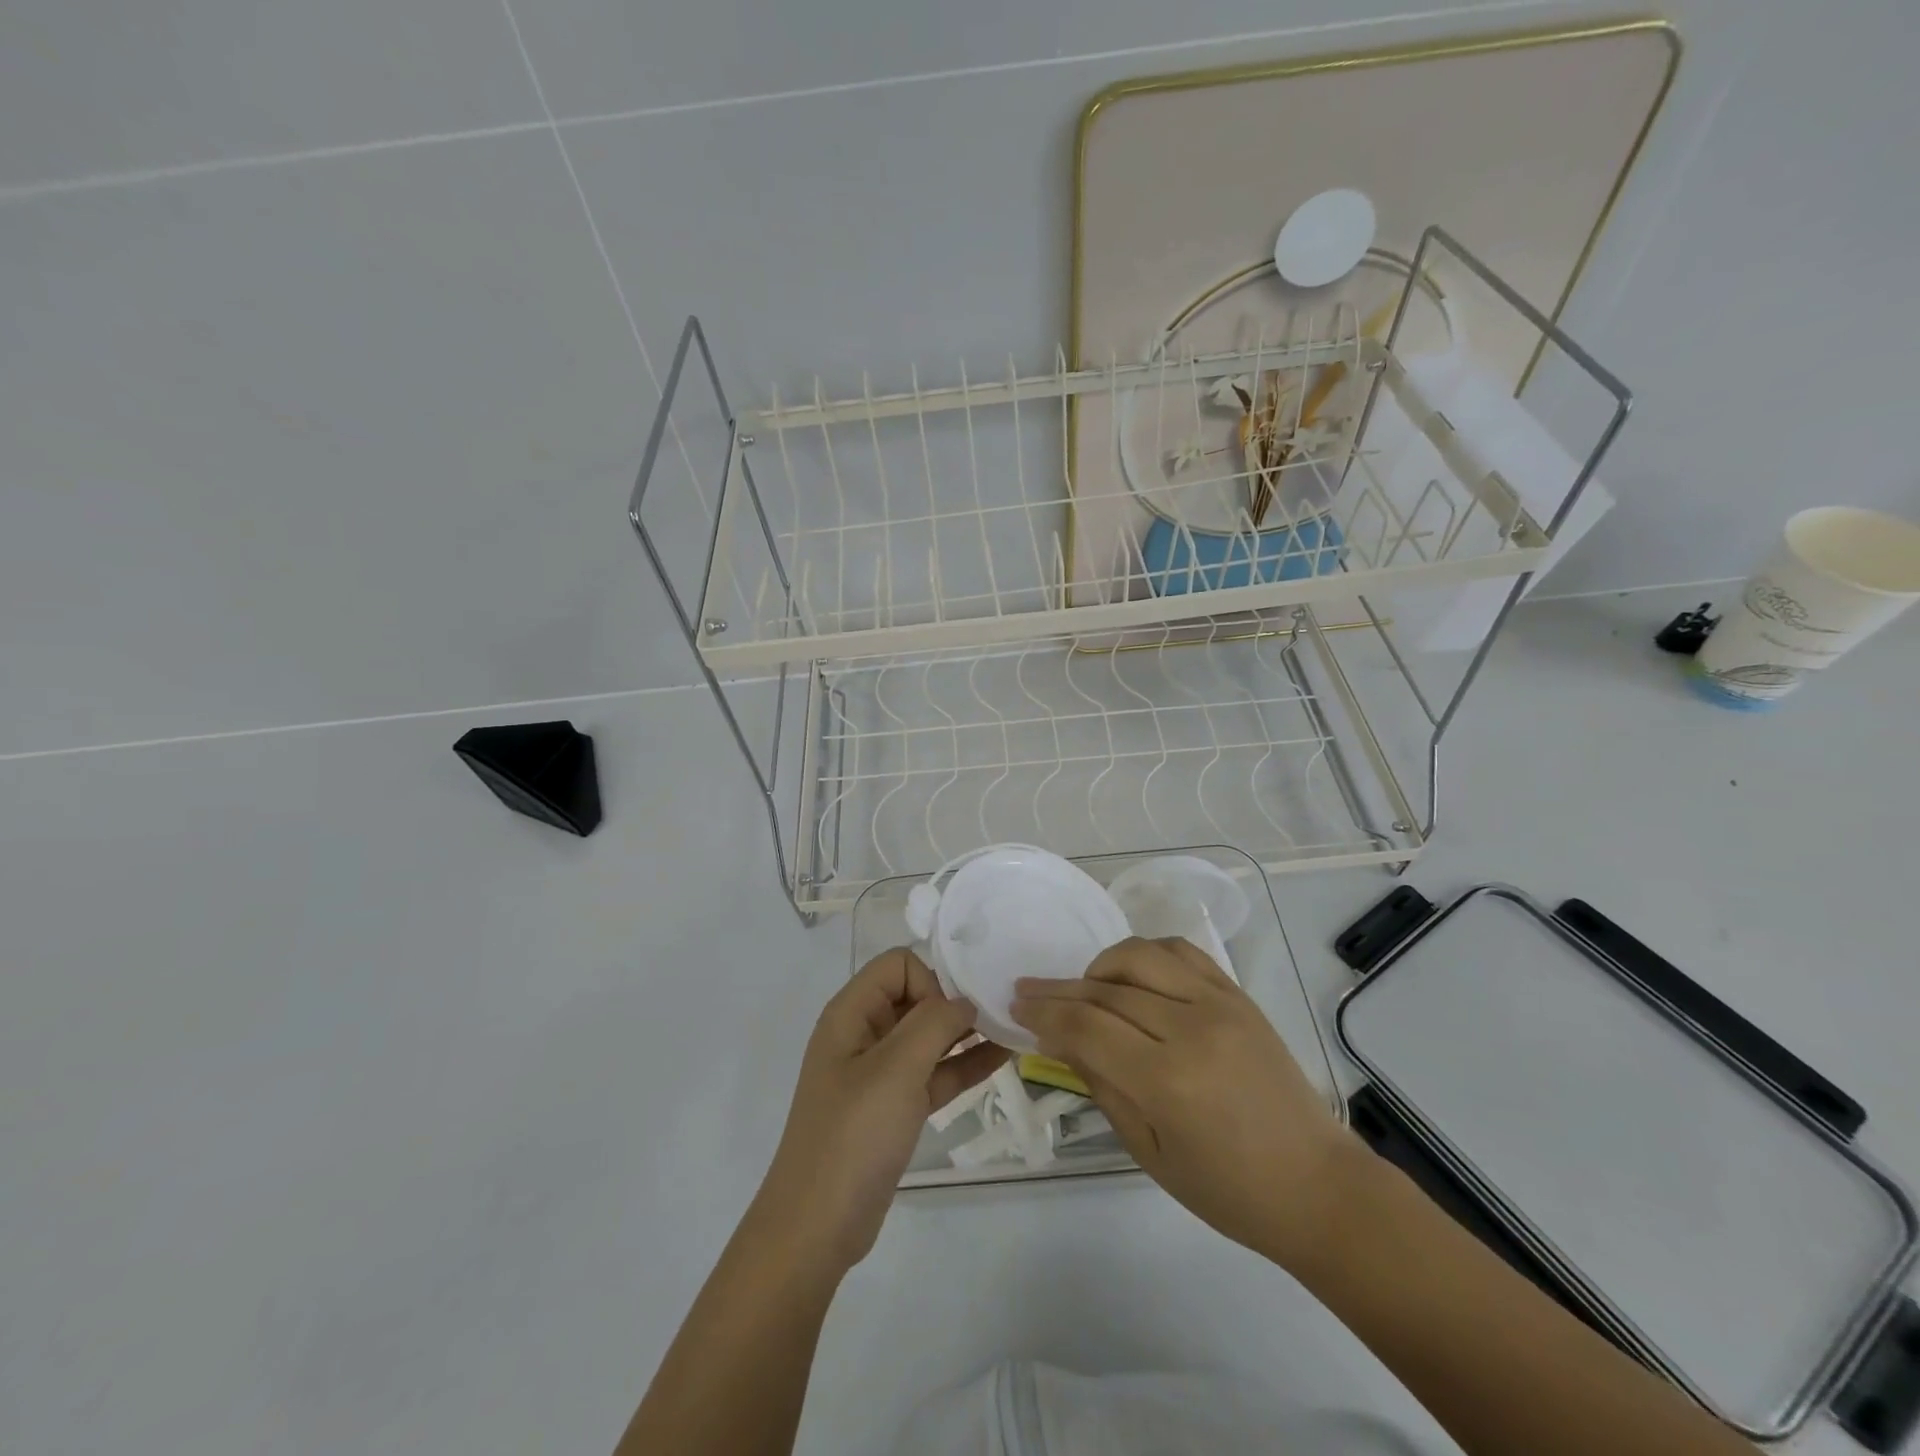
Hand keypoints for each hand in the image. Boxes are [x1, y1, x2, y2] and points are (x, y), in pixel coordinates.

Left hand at [755, 948, 1007, 1273]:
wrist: (817, 1226)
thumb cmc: (853, 1135)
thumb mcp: (896, 1070)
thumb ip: (934, 1023)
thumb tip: (964, 1000)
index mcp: (851, 1013)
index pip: (898, 965)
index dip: (930, 981)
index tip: (952, 1017)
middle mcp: (863, 1034)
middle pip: (915, 996)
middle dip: (954, 1003)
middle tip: (998, 1016)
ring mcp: (879, 1072)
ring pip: (928, 1036)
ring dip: (965, 1033)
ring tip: (1011, 1030)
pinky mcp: (894, 1107)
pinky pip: (933, 1072)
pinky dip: (963, 1064)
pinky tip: (1001, 1059)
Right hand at [1010, 936, 1351, 1264]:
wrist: (1317, 1185)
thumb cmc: (1228, 1190)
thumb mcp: (1149, 1152)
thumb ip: (1102, 1087)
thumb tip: (1061, 1041)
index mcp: (1168, 1080)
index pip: (1086, 1027)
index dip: (1044, 1013)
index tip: (1016, 1006)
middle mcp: (1192, 1027)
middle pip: (1106, 990)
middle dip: (1059, 990)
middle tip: (1029, 990)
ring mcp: (1220, 1003)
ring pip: (1141, 955)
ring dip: (1101, 966)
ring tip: (1086, 987)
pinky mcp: (1238, 994)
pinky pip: (1182, 952)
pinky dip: (1147, 953)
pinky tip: (1133, 973)